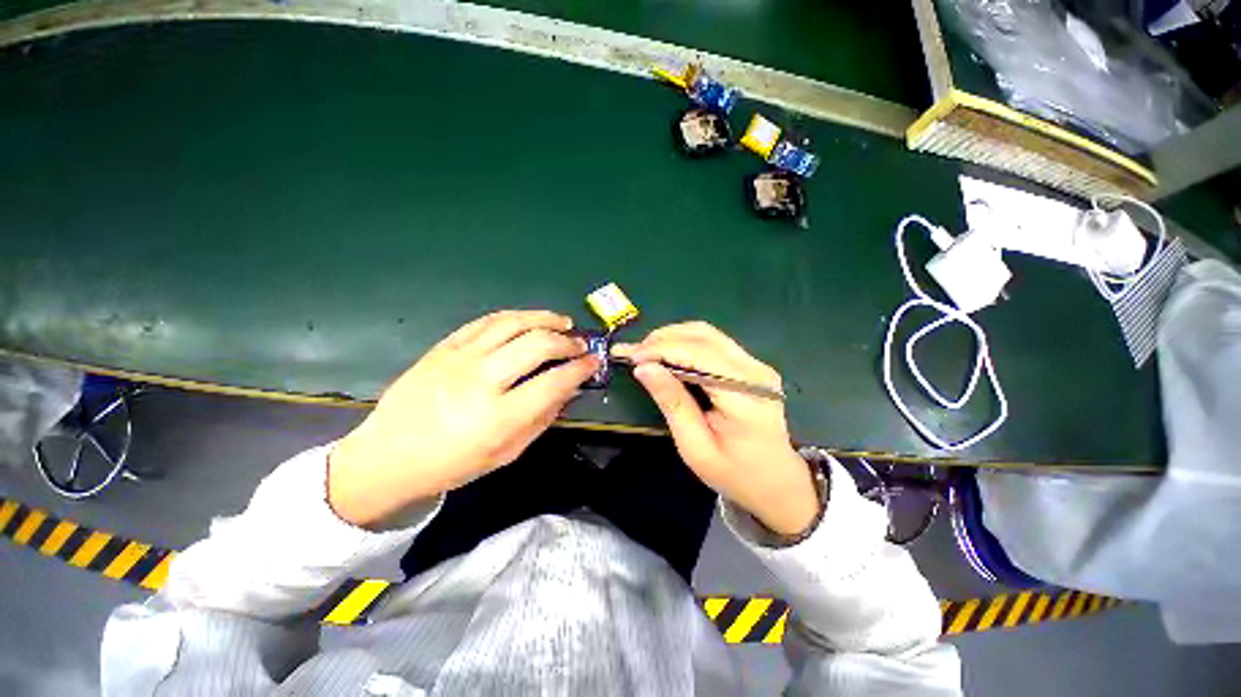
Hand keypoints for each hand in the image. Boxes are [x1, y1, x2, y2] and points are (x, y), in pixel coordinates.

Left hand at [328, 310, 598, 527]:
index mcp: (498, 417)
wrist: (389, 456)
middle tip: (579, 344)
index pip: (553, 382)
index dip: (580, 369)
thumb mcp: (507, 453)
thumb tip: (569, 388)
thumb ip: (542, 418)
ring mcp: (459, 359)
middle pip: (537, 345)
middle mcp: (481, 381)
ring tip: (562, 322)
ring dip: (545, 319)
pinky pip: (485, 321)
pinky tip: (528, 320)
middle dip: (567, 341)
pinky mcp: (444, 347)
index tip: (593, 362)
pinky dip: (514, 317)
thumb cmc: (453, 463)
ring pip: (513, 323)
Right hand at [615, 322, 818, 536]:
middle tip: (633, 352)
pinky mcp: (751, 365)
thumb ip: (672, 403)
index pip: (699, 355)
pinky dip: (685, 343)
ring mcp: (756, 364)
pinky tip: (667, 355)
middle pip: (703, 336)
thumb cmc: (734, 473)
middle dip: (662, 339)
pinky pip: (713, 342)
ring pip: (707, 333)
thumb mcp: (695, 447)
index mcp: (746, 396)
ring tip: (646, 352)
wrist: (777, 481)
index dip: (661, 349)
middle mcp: (755, 370)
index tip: (629, 355)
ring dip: (672, 337)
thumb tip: (643, 368)